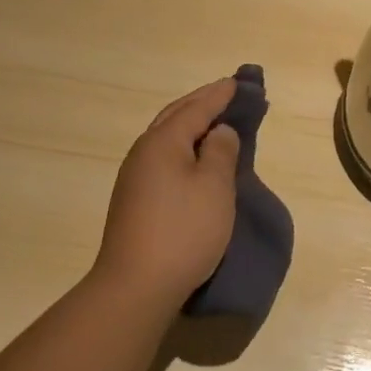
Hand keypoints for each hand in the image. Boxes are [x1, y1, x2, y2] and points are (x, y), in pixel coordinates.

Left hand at [95, 78, 241, 303]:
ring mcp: (134, 178)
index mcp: (162, 142)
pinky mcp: (133, 201)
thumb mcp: (214, 187)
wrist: (135, 287)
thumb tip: (218, 132)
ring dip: (190, 126)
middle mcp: (143, 153)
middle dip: (201, 104)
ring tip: (213, 122)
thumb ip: (220, 152)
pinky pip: (163, 159)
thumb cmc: (183, 231)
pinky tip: (193, 159)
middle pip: (174, 117)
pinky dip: (182, 148)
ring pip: (166, 138)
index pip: (195, 108)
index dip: (219, 95)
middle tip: (227, 94)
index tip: (237, 83)